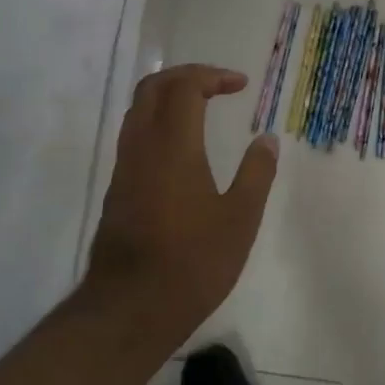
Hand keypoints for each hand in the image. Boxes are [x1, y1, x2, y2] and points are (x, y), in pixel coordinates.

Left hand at [84, 64, 277, 356]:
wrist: (130, 308)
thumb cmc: (193, 262)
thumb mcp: (240, 219)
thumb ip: (256, 174)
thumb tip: (267, 140)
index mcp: (173, 146)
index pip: (184, 87)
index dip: (212, 76)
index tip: (241, 84)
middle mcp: (142, 147)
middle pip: (152, 88)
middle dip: (186, 76)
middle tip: (218, 84)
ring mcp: (124, 168)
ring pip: (137, 111)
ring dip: (168, 97)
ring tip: (202, 107)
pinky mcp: (117, 190)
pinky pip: (134, 136)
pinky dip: (158, 122)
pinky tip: (182, 147)